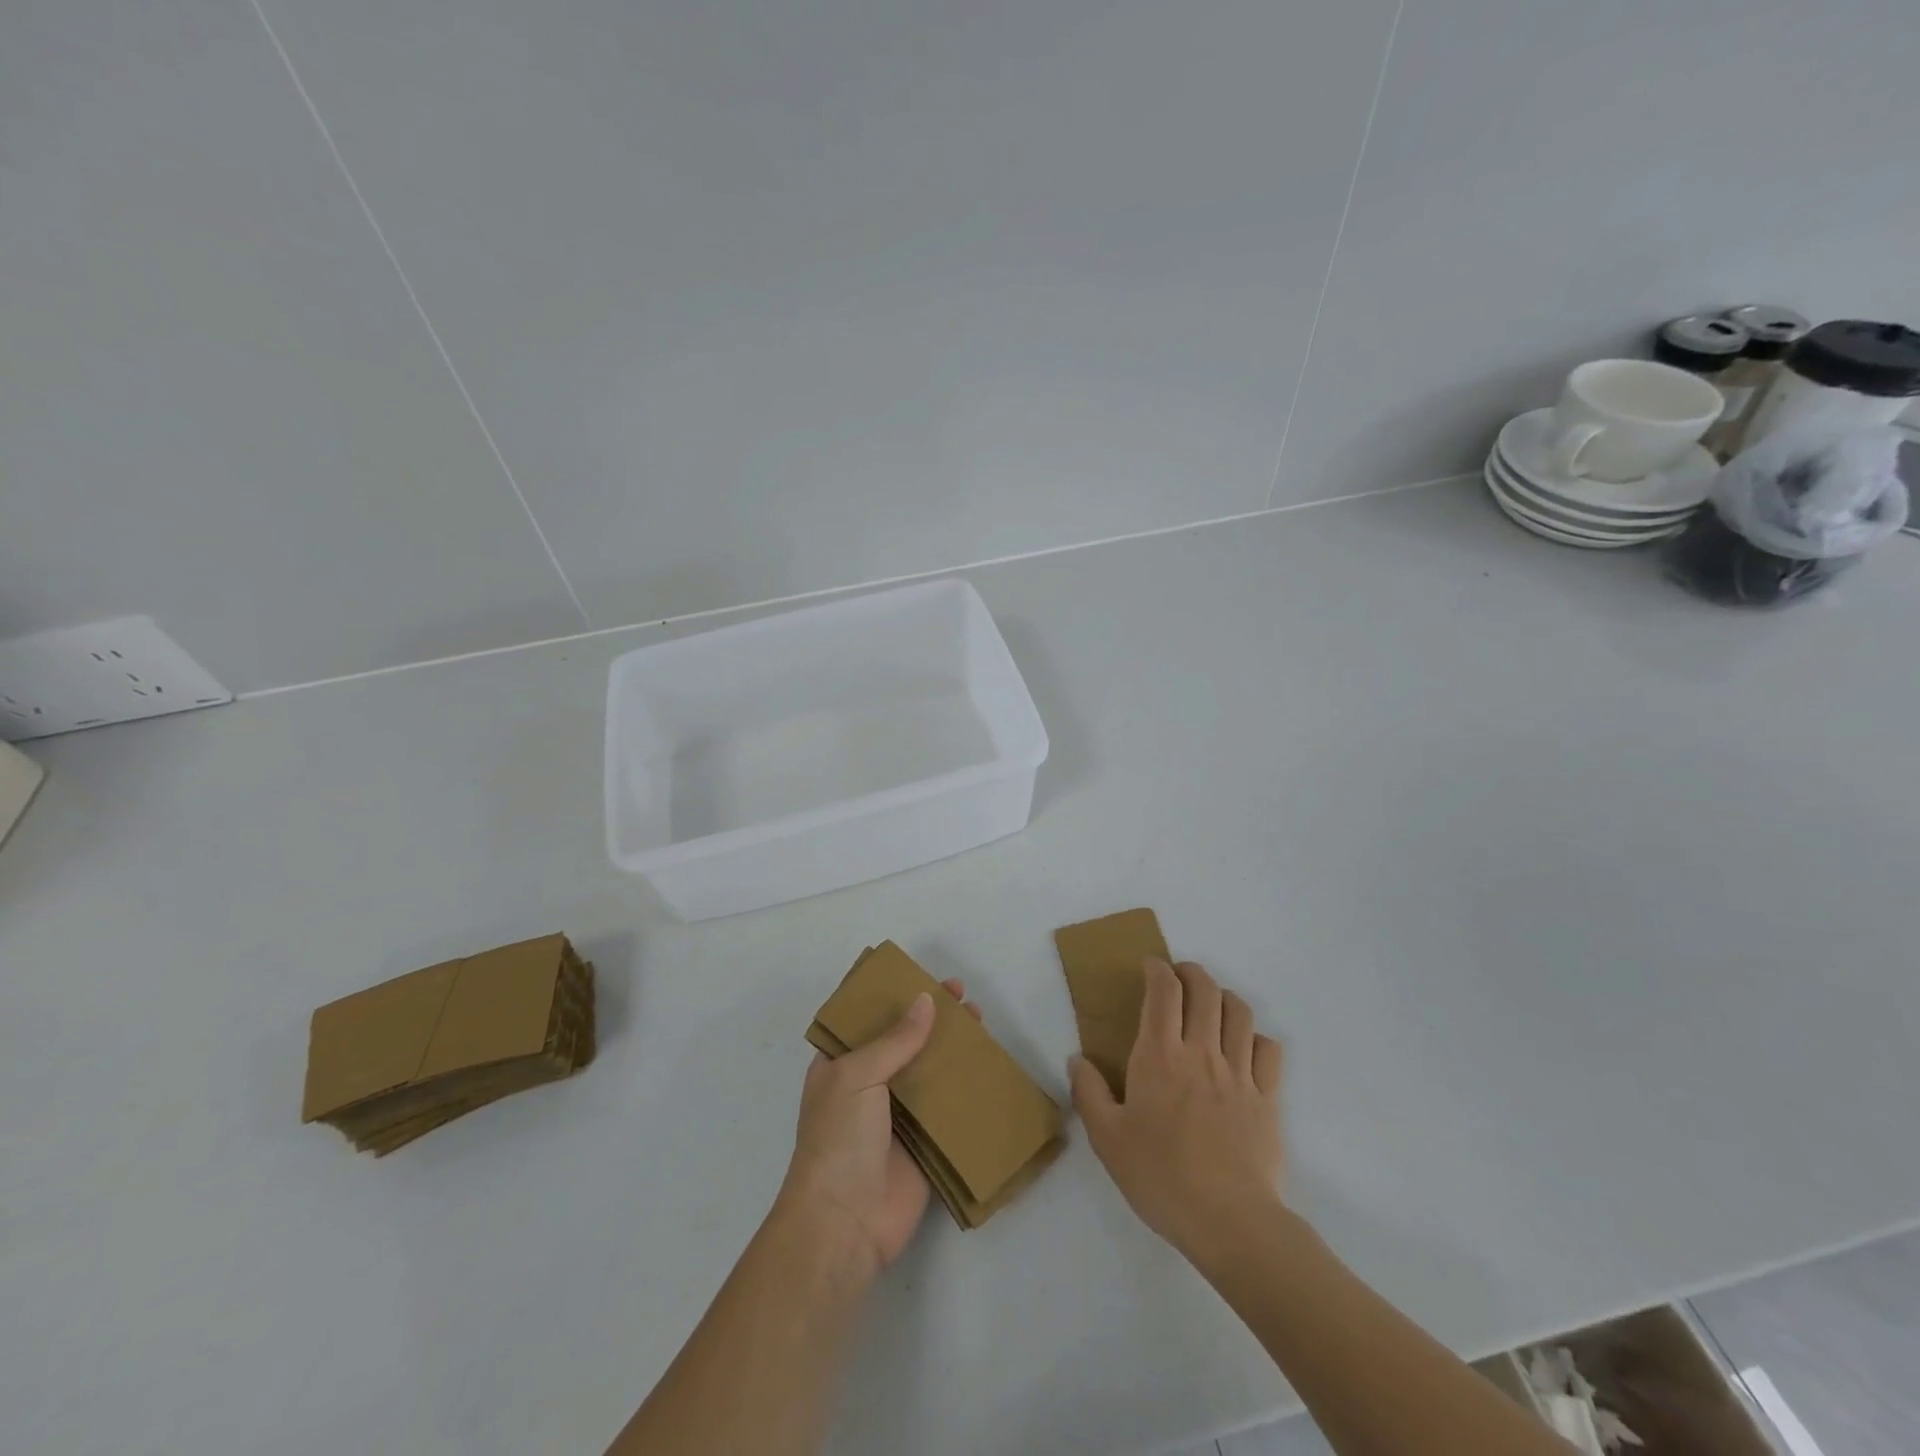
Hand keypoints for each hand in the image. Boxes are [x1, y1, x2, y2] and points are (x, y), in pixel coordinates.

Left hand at [778, 979, 980, 1272]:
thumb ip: (895, 1039)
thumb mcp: (857, 1076)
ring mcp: (897, 1115)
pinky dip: (966, 1087)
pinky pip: (948, 1107)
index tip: (919, 975)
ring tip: (978, 1019)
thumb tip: (927, 1001)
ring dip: (951, 1046)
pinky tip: (988, 1065)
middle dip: (929, 1016)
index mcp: (839, 1065)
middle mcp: (868, 1085)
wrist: (845, 1223)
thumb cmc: (839, 1138)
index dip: (890, 995)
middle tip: (959, 993)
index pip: (864, 1019)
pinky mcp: (925, 1142)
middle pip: (902, 1040)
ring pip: (928, 1070)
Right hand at [1069, 958, 1284, 1262]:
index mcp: (1159, 1055)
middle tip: (1179, 977)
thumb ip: (1089, 1093)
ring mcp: (1239, 1072)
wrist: (1229, 1221)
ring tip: (1212, 1004)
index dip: (1157, 969)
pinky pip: (1268, 1049)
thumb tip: (1077, 1059)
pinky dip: (1255, 1037)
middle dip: (1192, 972)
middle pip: (1205, 990)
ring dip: (1224, 997)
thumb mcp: (1107, 1139)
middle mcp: (1201, 1051)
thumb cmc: (1160, 1176)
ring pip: (1239, 1011)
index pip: (1163, 991)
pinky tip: (1244, 1047)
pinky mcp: (1267, 1097)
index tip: (1150, 966)